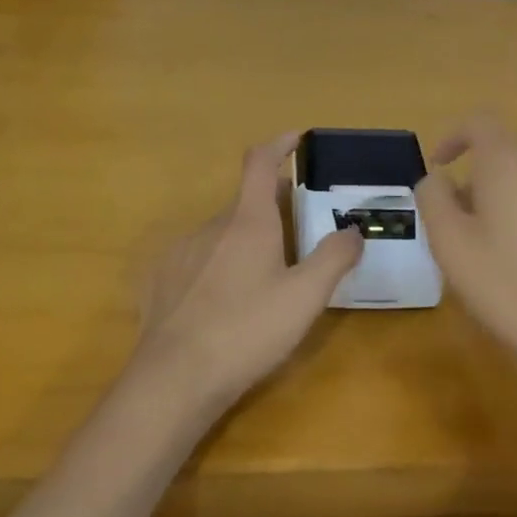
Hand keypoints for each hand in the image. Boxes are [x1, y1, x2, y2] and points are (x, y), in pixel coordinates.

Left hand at [132, 132, 363, 410]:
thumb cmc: (247, 330)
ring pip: (221, 234)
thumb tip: (354, 230)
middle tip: (297, 228)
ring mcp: (181, 252)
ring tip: (263, 275)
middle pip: (244, 202)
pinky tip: (224, 301)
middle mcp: (211, 226)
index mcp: (248, 222)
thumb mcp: (305, 297)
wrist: (175, 378)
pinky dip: (217, 266)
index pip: (260, 162)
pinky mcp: (162, 280)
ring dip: (244, 240)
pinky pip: (197, 260)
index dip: (279, 144)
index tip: (296, 138)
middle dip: (271, 206)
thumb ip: (334, 258)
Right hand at [415, 116, 516, 388]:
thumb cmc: (507, 285)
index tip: (440, 166)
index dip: (453, 137)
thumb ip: (433, 197)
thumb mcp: (448, 243)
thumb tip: (439, 180)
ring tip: (503, 247)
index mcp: (509, 161)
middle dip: (481, 179)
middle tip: (464, 223)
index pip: (478, 123)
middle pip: (508, 155)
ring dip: (514, 199)